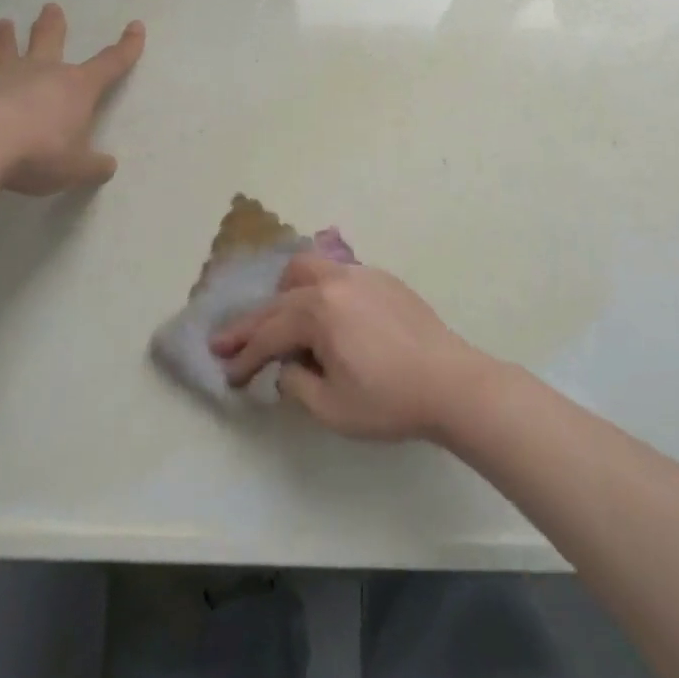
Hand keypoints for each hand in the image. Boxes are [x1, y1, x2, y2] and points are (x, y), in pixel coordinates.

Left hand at [0, 4, 144, 194]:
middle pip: (51, 40)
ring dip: (8, 36)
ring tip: (4, 23)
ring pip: (10, 48)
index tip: (136, 27)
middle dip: (53, 25)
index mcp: (78, 87)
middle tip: (51, 7)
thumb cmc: (40, 151)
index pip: (111, 63)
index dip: (127, 47)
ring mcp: (7, 76)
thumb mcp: (76, 168)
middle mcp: (44, 72)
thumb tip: (107, 166)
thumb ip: (93, 167)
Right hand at [211, 255, 493, 441]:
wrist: (452, 383)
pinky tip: (324, 313)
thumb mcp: (332, 407)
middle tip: (228, 342)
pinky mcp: (382, 279)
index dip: (244, 356)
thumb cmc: (389, 400)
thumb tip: (286, 366)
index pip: (269, 334)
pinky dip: (317, 290)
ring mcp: (360, 275)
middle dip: (252, 323)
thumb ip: (296, 384)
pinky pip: (336, 274)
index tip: (227, 373)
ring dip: (285, 293)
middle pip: (279, 298)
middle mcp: (333, 282)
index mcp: (318, 311)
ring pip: (307, 269)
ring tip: (280, 319)